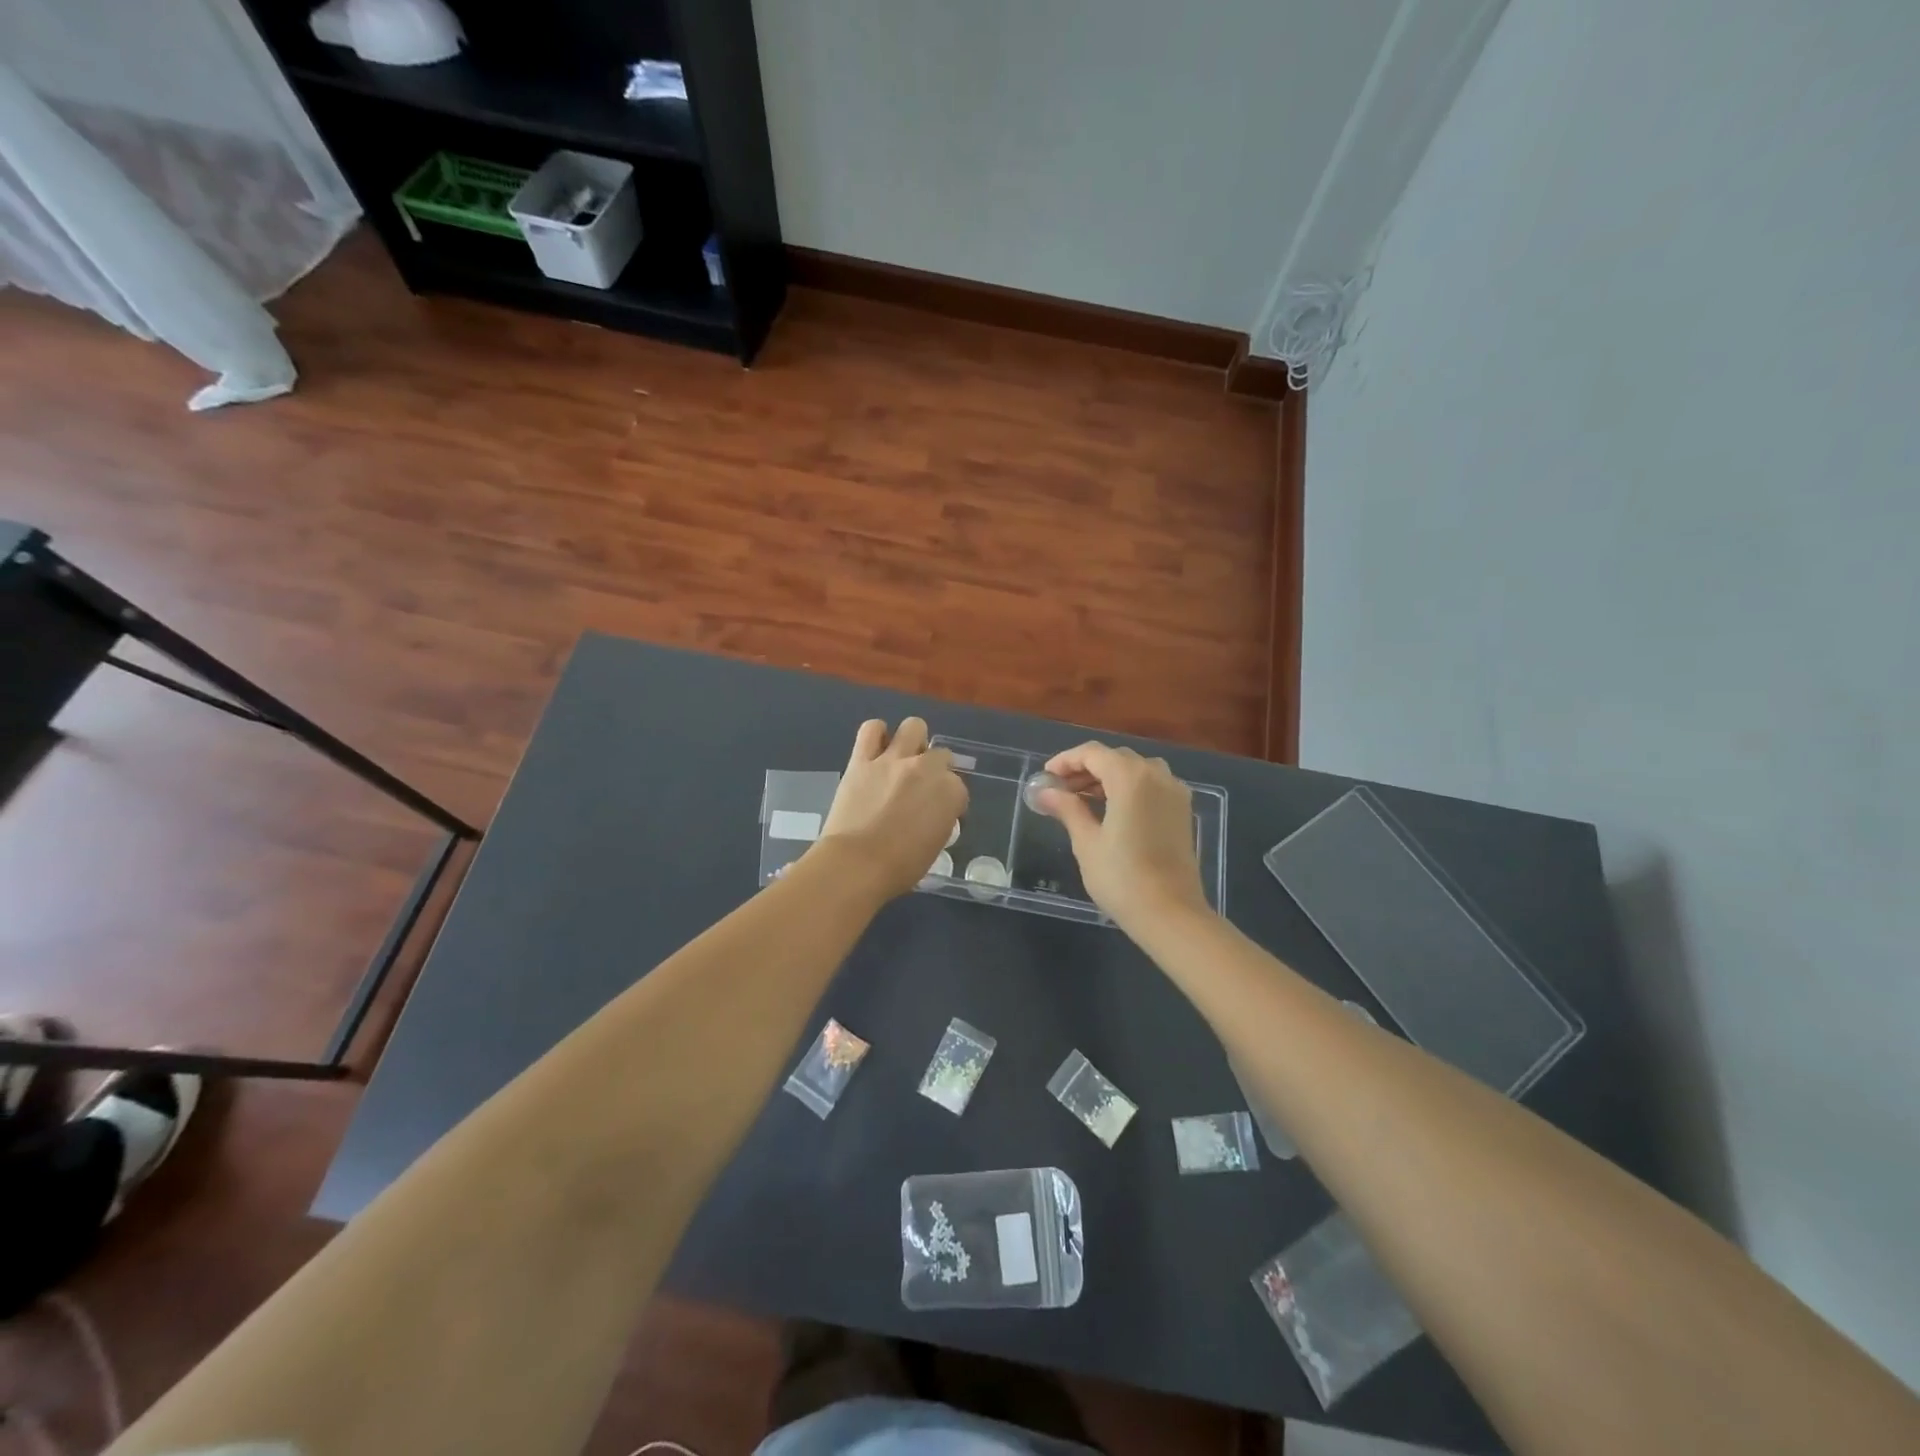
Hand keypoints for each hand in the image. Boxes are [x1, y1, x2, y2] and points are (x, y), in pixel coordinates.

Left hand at [814, 717, 967, 898]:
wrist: (857, 864)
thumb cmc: (901, 867)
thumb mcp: (936, 845)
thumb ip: (939, 820)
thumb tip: (932, 814)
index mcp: (950, 792)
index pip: (958, 787)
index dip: (948, 800)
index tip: (938, 814)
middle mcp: (926, 768)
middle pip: (940, 755)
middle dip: (935, 769)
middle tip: (921, 787)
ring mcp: (893, 760)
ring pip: (913, 727)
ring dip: (913, 740)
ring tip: (904, 757)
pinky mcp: (862, 760)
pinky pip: (871, 730)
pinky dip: (876, 733)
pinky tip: (877, 746)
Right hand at [1037, 742, 1208, 933]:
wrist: (1171, 914)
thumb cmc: (1122, 878)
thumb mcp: (1087, 842)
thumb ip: (1068, 809)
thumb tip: (1044, 792)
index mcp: (1131, 777)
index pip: (1093, 753)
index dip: (1065, 760)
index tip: (1046, 777)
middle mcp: (1157, 775)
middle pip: (1115, 758)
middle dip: (1085, 769)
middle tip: (1060, 790)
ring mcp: (1174, 792)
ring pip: (1136, 770)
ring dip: (1108, 777)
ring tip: (1083, 799)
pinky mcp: (1182, 810)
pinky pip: (1151, 785)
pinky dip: (1128, 788)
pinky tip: (1112, 810)